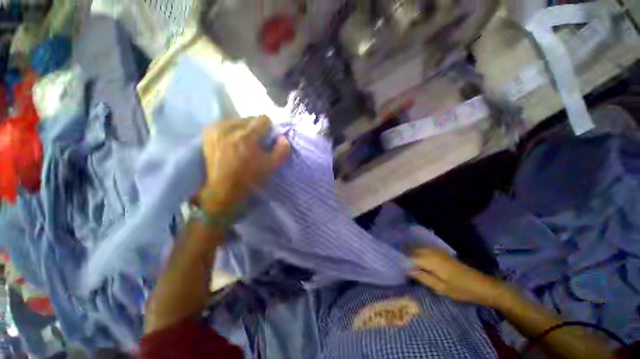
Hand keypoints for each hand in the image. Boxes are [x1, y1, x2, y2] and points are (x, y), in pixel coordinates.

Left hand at [200, 116, 290, 212]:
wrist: (223, 189)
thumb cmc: (249, 178)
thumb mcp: (272, 166)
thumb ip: (282, 150)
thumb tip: (283, 137)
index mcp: (246, 137)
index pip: (263, 119)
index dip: (269, 130)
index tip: (267, 140)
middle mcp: (229, 128)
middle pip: (250, 119)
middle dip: (256, 129)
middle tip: (255, 144)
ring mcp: (216, 129)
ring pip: (238, 120)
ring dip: (244, 129)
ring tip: (243, 144)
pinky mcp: (208, 132)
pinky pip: (225, 123)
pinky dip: (232, 130)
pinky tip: (232, 142)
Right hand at [409, 248, 506, 307]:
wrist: (482, 285)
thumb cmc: (461, 289)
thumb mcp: (441, 288)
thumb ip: (423, 278)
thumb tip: (408, 270)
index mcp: (432, 260)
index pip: (411, 257)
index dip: (404, 262)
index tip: (397, 267)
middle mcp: (433, 252)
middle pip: (414, 250)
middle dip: (406, 256)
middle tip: (400, 265)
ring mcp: (438, 251)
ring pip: (419, 249)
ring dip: (411, 253)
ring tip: (406, 262)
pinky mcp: (442, 253)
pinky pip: (425, 249)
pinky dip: (418, 253)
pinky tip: (417, 260)